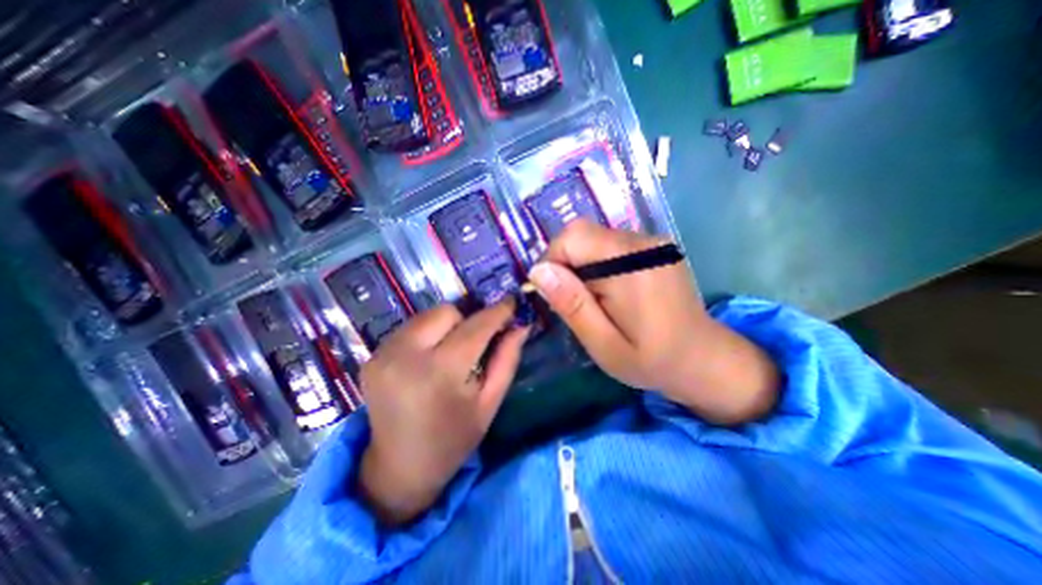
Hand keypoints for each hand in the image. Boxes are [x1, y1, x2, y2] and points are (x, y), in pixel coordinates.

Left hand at [360, 298, 530, 524]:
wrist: (399, 468)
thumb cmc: (453, 438)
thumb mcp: (490, 402)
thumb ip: (507, 359)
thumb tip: (521, 325)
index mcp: (440, 373)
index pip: (476, 326)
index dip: (497, 311)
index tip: (512, 303)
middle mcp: (406, 356)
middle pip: (447, 311)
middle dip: (467, 320)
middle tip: (476, 341)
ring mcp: (383, 354)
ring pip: (427, 315)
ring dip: (446, 325)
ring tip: (452, 350)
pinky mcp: (371, 356)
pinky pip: (410, 328)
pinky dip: (426, 334)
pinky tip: (430, 357)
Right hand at [531, 220, 772, 423]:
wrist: (702, 359)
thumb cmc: (650, 360)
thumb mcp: (603, 343)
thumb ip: (572, 304)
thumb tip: (538, 270)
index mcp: (631, 265)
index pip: (572, 237)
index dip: (552, 261)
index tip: (554, 294)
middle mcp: (643, 243)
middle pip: (582, 233)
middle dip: (566, 264)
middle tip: (574, 301)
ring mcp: (653, 242)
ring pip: (594, 238)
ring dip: (582, 266)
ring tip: (594, 300)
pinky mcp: (655, 247)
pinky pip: (611, 245)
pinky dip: (599, 264)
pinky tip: (610, 291)